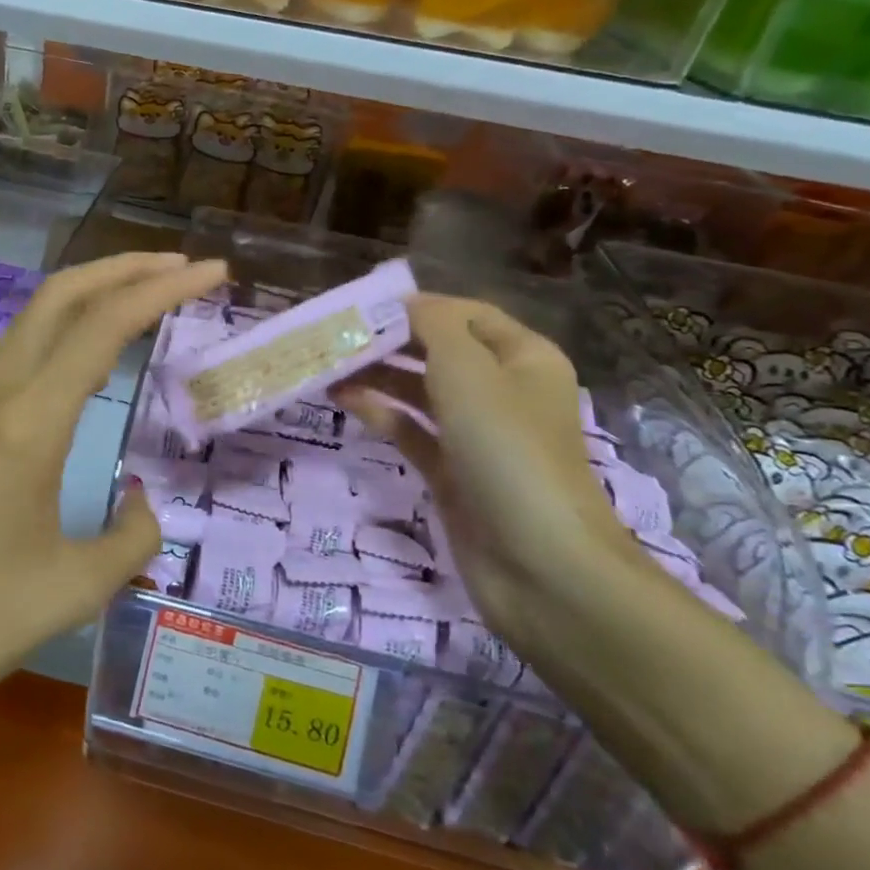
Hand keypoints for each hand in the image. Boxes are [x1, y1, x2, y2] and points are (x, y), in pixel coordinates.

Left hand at [0, 251, 229, 715]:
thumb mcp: (72, 590)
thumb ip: (132, 539)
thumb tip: (144, 506)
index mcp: (30, 420)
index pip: (105, 324)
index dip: (164, 288)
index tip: (212, 271)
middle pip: (61, 294)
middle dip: (125, 268)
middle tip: (181, 267)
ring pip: (33, 319)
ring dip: (90, 294)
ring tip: (141, 300)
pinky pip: (13, 353)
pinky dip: (60, 331)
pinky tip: (80, 362)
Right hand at [335, 295, 643, 641]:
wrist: (541, 566)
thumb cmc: (507, 450)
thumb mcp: (468, 371)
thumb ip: (433, 327)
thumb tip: (404, 303)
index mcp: (523, 358)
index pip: (464, 314)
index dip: (415, 306)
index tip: (360, 307)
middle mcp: (502, 391)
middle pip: (438, 351)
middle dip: (389, 341)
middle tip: (335, 336)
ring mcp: (477, 435)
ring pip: (420, 391)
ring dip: (378, 376)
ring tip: (328, 366)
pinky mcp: (454, 472)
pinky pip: (412, 430)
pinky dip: (382, 413)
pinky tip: (345, 401)